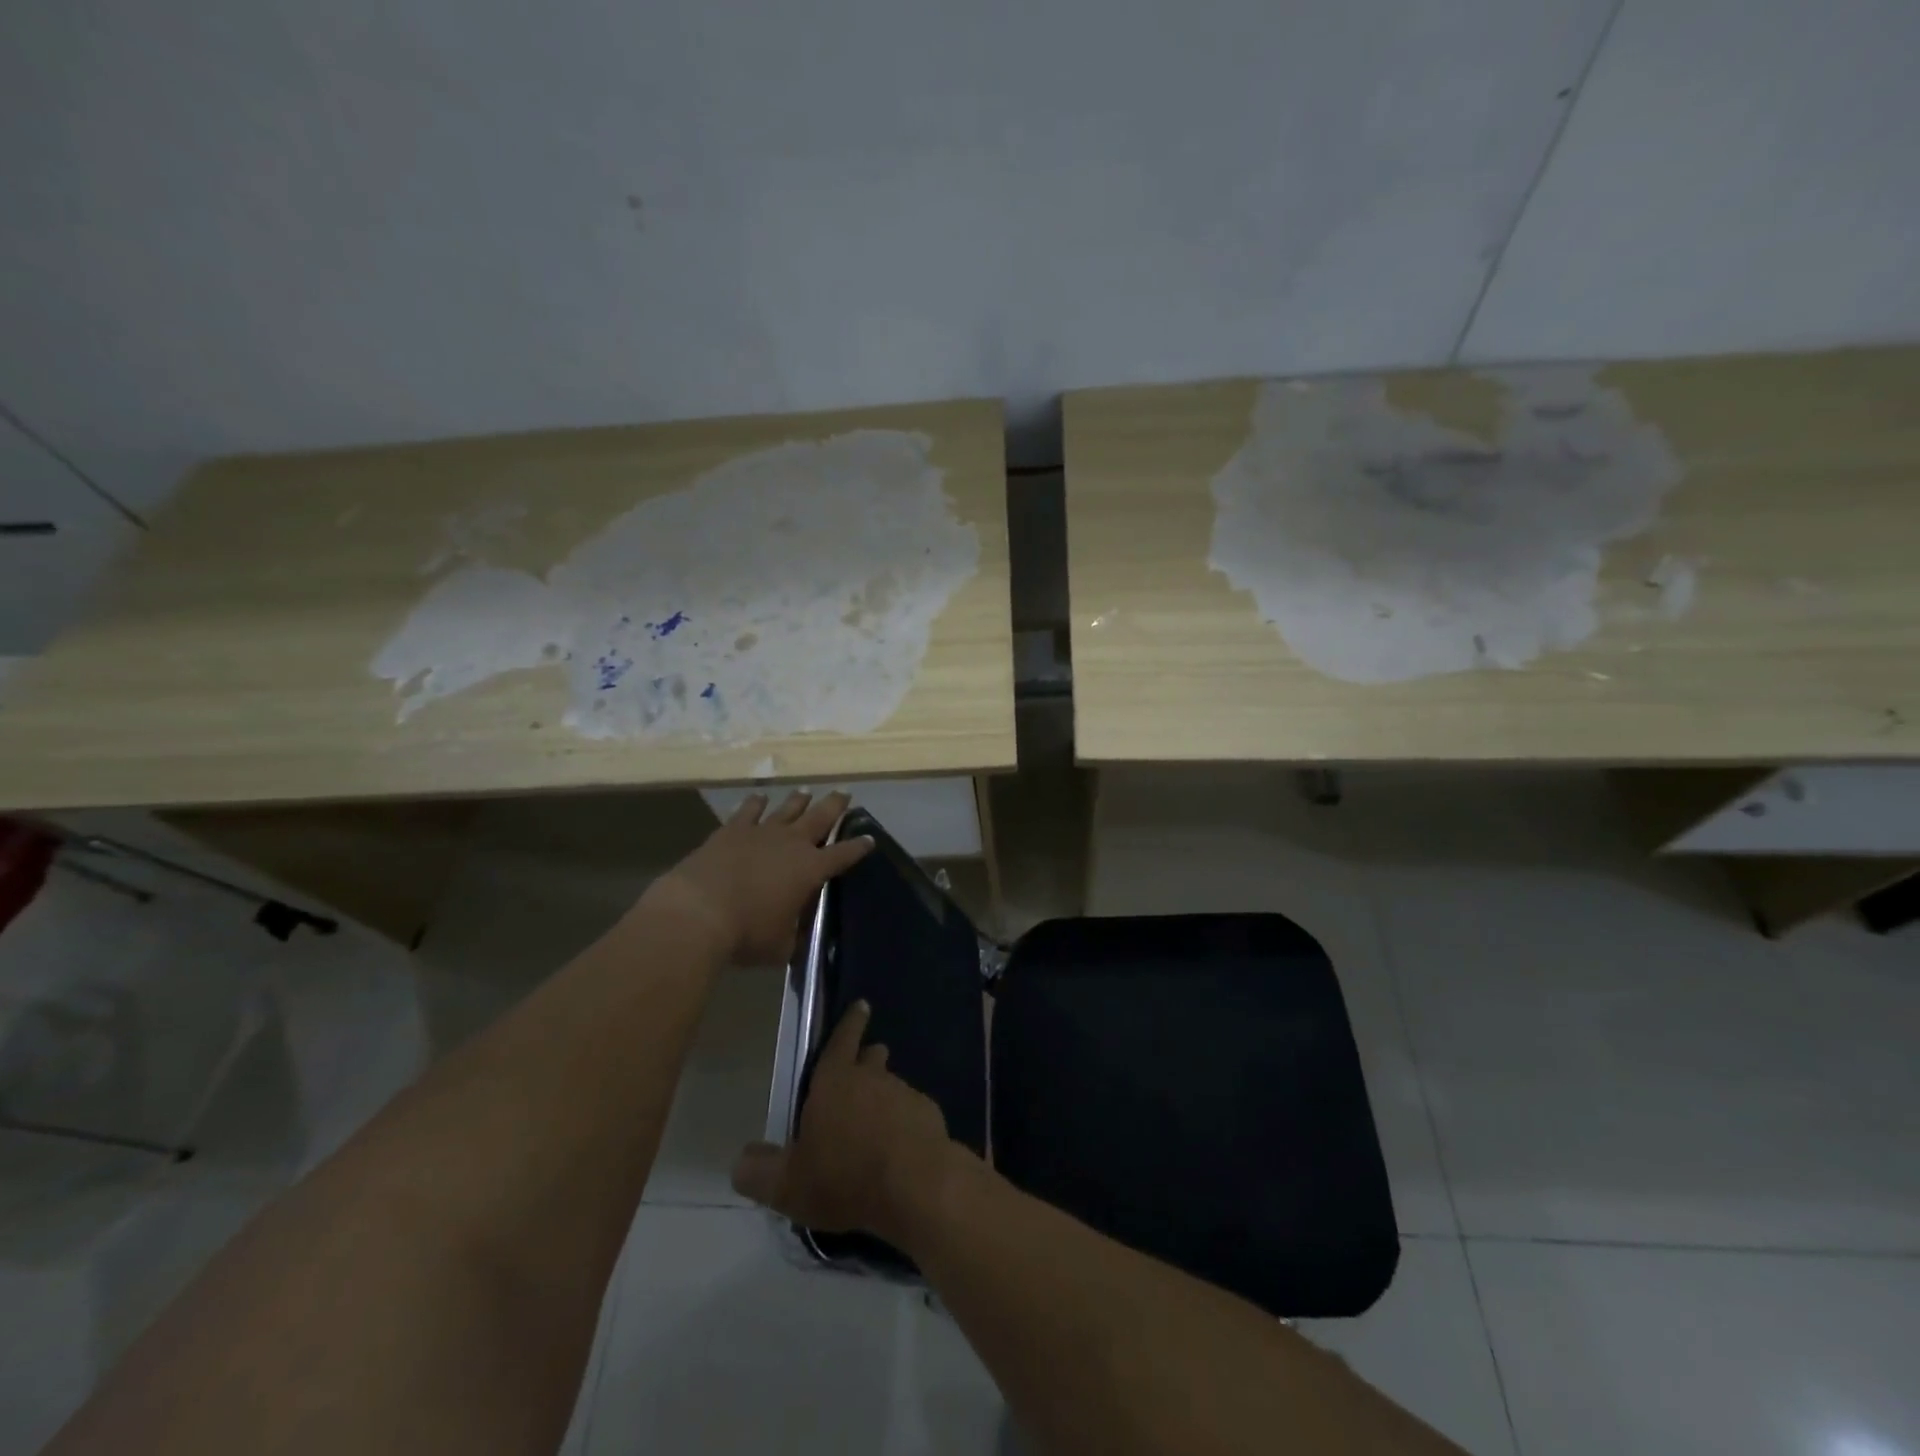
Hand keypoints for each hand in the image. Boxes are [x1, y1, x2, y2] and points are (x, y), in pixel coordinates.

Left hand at [643, 790, 871, 963]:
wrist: (698, 912)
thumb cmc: (746, 933)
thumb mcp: (781, 945)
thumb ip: (794, 936)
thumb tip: (798, 937)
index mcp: (811, 869)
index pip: (843, 854)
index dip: (858, 847)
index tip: (869, 839)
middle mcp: (792, 843)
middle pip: (820, 817)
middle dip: (835, 805)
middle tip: (845, 794)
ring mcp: (761, 832)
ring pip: (787, 809)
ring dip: (799, 800)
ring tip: (807, 793)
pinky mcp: (732, 830)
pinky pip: (749, 811)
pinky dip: (756, 803)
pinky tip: (760, 798)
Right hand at [731, 1001, 966, 1246]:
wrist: (916, 1186)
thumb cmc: (845, 1177)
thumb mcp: (788, 1186)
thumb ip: (760, 1172)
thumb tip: (740, 1160)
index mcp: (835, 1081)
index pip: (841, 1041)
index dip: (849, 1023)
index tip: (861, 1005)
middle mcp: (872, 1078)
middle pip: (870, 1060)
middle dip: (866, 1059)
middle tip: (864, 1062)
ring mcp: (905, 1094)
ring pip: (892, 1086)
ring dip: (884, 1096)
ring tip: (876, 1119)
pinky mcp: (930, 1116)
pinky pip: (912, 1113)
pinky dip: (904, 1123)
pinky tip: (900, 1148)